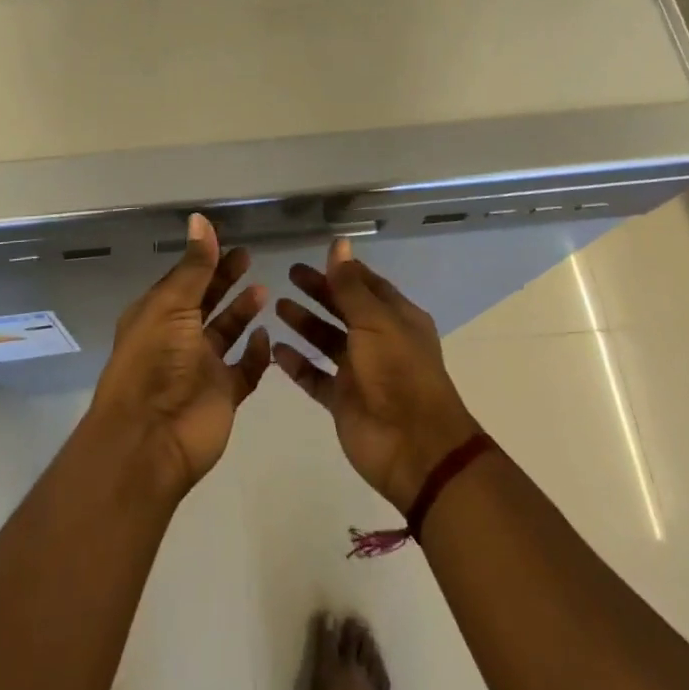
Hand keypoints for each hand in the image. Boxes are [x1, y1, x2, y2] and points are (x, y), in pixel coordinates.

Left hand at [89, 214, 270, 499]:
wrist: (151, 439)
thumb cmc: (154, 362)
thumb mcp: (172, 305)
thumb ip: (194, 266)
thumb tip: (200, 219)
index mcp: (157, 316)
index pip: (184, 281)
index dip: (204, 261)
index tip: (228, 240)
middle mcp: (177, 339)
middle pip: (206, 303)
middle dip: (225, 281)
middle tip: (249, 257)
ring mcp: (201, 369)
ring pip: (226, 334)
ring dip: (242, 313)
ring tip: (264, 291)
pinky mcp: (223, 395)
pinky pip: (244, 370)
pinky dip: (256, 354)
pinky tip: (267, 336)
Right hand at [274, 239, 481, 511]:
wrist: (414, 447)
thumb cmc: (399, 372)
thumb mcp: (375, 321)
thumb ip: (350, 285)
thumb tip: (339, 242)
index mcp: (396, 318)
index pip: (367, 285)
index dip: (343, 270)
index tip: (315, 256)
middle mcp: (379, 341)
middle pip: (343, 309)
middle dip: (319, 292)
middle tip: (289, 275)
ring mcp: (359, 372)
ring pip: (327, 341)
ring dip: (305, 324)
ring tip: (277, 307)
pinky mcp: (342, 401)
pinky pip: (315, 376)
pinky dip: (297, 363)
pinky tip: (274, 349)